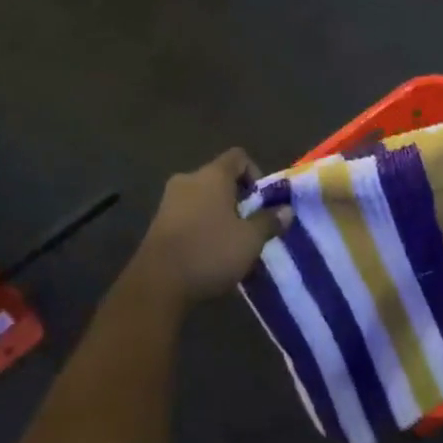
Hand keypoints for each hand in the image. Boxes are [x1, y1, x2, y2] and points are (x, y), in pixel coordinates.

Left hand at [135, 149, 287, 304]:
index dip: (255, 174)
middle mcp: (188, 180)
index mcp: (212, 175)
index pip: (238, 157)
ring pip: (202, 199)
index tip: (261, 202)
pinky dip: (201, 228)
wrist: (156, 285)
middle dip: (237, 199)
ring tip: (230, 244)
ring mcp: (169, 201)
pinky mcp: (157, 224)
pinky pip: (187, 216)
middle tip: (249, 225)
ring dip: (218, 215)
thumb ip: (269, 222)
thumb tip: (286, 210)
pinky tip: (208, 254)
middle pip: (219, 179)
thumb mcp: (250, 240)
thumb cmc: (209, 252)